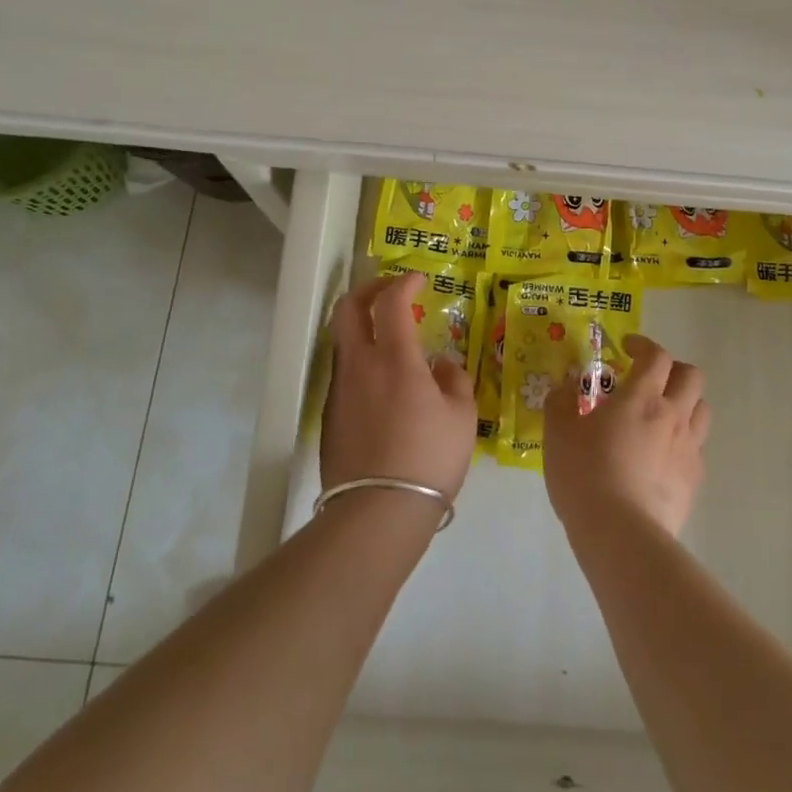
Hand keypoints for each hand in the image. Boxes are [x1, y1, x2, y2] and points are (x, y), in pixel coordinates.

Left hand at [322, 272, 477, 501]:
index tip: (418, 279)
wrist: (377, 512)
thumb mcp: (462, 417)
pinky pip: (344, 373)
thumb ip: (455, 380)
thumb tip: (441, 364)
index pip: (390, 302)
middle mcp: (359, 365)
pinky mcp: (330, 416)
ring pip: (342, 340)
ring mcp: (339, 390)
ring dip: (362, 326)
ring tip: (389, 339)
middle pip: (347, 308)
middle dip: (368, 290)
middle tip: (390, 292)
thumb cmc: (429, 458)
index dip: (404, 283)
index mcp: (394, 358)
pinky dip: (360, 360)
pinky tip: (382, 383)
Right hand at [544, 333, 708, 538]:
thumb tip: (565, 388)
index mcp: (641, 397)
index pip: (657, 355)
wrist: (621, 534)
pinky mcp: (694, 480)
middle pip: (691, 376)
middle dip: (671, 370)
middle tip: (648, 379)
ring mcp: (688, 449)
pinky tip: (660, 456)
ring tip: (660, 415)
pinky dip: (682, 441)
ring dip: (684, 402)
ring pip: (702, 409)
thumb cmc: (585, 474)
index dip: (644, 345)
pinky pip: (696, 447)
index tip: (627, 348)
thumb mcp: (557, 433)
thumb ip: (560, 402)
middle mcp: (672, 415)